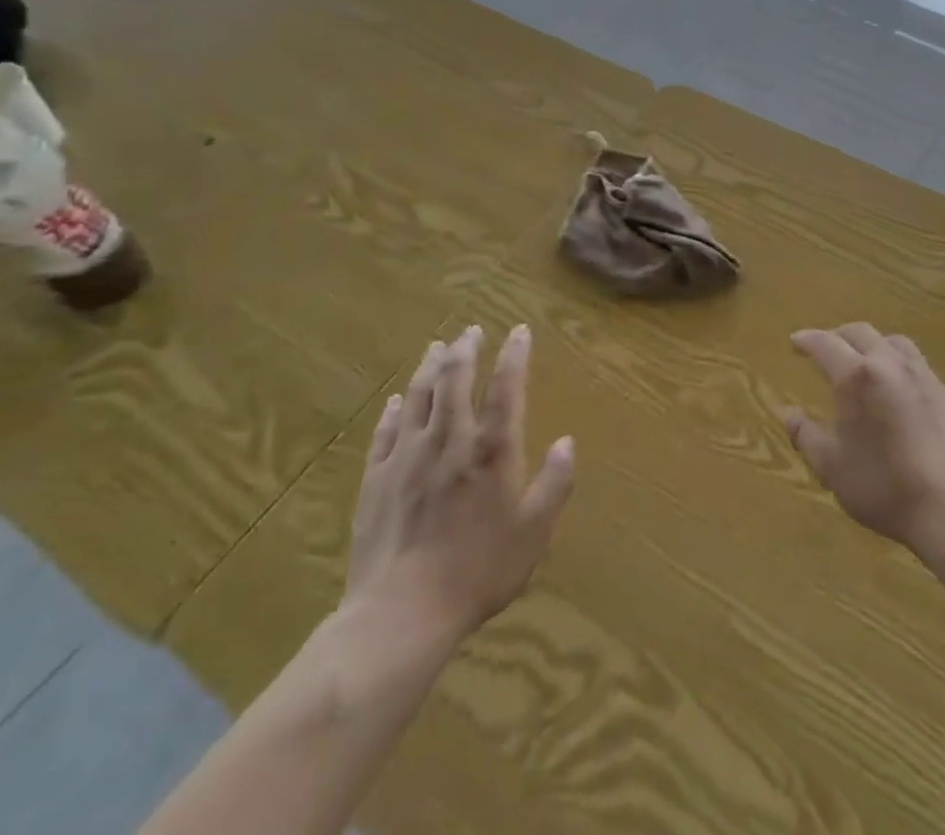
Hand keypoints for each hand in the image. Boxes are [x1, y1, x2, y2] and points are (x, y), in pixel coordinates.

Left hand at [341, 326, 575, 659]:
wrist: (400, 615)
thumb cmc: (477, 571)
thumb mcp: (533, 532)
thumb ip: (554, 483)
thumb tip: (568, 441)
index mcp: (491, 449)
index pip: (505, 387)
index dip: (514, 354)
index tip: (519, 331)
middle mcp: (449, 440)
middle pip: (455, 380)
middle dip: (465, 349)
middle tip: (472, 330)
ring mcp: (407, 457)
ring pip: (418, 397)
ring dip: (429, 367)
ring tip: (437, 346)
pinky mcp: (376, 479)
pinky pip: (385, 432)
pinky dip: (393, 410)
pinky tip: (395, 400)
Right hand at [781, 324, 944, 560]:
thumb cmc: (883, 487)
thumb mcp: (831, 467)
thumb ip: (806, 436)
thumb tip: (790, 414)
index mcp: (856, 377)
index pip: (825, 344)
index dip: (807, 340)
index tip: (795, 342)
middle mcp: (889, 364)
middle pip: (860, 333)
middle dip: (837, 336)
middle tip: (824, 348)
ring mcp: (921, 375)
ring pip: (891, 341)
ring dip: (870, 343)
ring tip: (861, 360)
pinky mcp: (944, 392)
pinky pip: (914, 361)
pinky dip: (894, 360)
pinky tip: (894, 384)